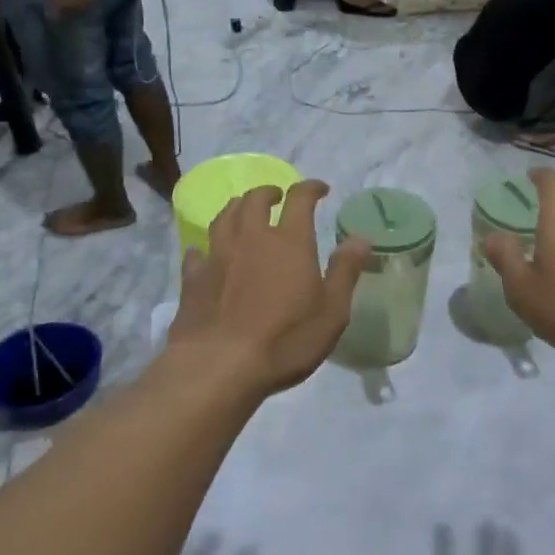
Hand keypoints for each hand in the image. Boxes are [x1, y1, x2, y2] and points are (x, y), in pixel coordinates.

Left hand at [168, 182, 370, 395]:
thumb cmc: (286, 339)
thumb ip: (345, 271)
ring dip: (237, 208)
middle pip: (255, 200)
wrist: (219, 366)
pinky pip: (197, 252)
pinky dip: (205, 247)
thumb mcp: (332, 311)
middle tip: (277, 197)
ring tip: (244, 212)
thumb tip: (361, 238)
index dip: (310, 188)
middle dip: (268, 193)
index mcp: (289, 242)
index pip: (300, 199)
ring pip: (224, 217)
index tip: (320, 189)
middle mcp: (251, 238)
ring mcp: (218, 256)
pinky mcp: (193, 279)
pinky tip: (206, 253)